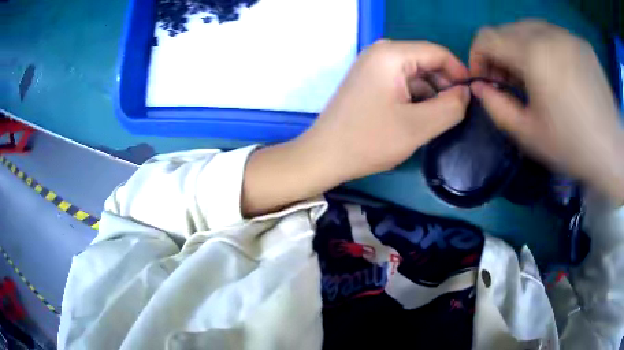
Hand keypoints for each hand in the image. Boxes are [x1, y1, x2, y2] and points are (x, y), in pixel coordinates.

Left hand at [242, 40, 470, 215]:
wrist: (324, 156)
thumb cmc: (369, 140)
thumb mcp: (419, 126)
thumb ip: (450, 107)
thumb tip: (466, 93)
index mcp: (391, 54)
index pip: (437, 53)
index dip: (459, 72)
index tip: (473, 96)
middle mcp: (380, 53)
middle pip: (426, 62)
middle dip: (445, 85)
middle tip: (458, 112)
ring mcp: (372, 66)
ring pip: (415, 74)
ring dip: (431, 94)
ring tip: (440, 119)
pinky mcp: (369, 80)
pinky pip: (402, 82)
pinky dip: (416, 97)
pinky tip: (421, 117)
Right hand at [469, 20, 623, 203]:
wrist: (613, 151)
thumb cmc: (573, 146)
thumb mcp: (528, 135)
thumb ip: (497, 107)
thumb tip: (479, 87)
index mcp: (533, 54)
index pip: (486, 37)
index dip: (477, 56)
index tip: (485, 78)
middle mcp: (548, 33)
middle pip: (507, 30)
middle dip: (501, 53)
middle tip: (511, 82)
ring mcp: (567, 35)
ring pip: (530, 29)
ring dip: (523, 49)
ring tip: (536, 77)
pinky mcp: (581, 42)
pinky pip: (553, 35)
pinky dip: (546, 49)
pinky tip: (558, 73)